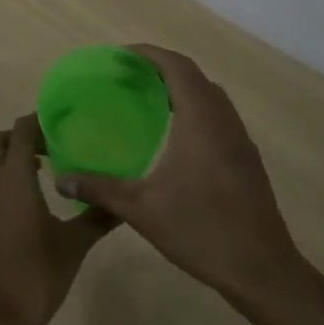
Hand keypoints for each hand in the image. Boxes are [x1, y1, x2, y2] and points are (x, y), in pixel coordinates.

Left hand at [0, 115, 114, 324]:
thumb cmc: (36, 274)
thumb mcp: (74, 244)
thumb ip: (97, 216)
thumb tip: (124, 200)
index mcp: (13, 177)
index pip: (21, 130)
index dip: (40, 122)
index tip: (65, 124)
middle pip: (0, 141)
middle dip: (23, 137)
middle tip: (54, 147)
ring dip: (12, 157)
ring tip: (45, 169)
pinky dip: (4, 176)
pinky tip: (31, 198)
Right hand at [56, 45, 304, 305]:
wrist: (262, 270)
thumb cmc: (201, 230)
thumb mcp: (141, 209)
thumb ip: (99, 188)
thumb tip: (61, 180)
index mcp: (200, 119)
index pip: (176, 66)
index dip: (149, 54)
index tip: (120, 56)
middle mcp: (223, 120)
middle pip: (193, 75)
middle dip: (160, 68)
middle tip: (126, 76)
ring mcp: (239, 139)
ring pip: (209, 95)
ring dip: (180, 88)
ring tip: (146, 99)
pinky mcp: (246, 158)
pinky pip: (218, 116)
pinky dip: (194, 108)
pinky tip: (174, 136)